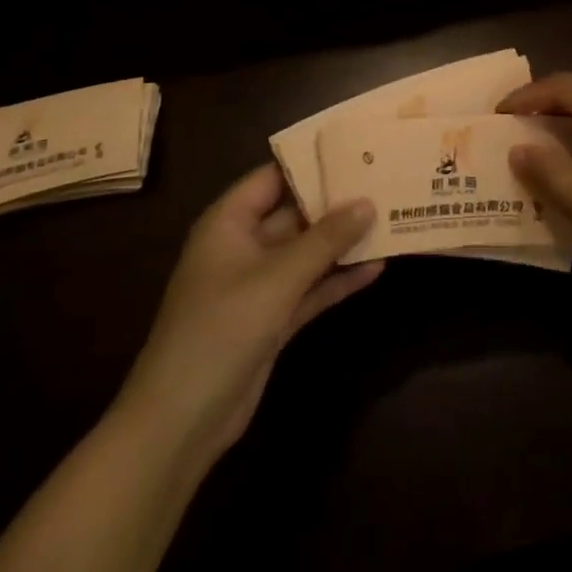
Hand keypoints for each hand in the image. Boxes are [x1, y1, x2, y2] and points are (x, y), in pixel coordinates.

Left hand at [112, 164, 380, 468]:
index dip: (311, 162)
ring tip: (390, 220)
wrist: (181, 422)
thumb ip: (325, 239)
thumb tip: (367, 203)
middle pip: (294, 214)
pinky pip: (309, 288)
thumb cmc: (221, 329)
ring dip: (342, 243)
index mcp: (229, 223)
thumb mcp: (278, 278)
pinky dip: (337, 280)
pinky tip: (376, 269)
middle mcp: (243, 246)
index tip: (355, 149)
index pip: (273, 177)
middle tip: (383, 183)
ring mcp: (257, 285)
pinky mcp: (271, 319)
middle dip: (336, 203)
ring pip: (306, 252)